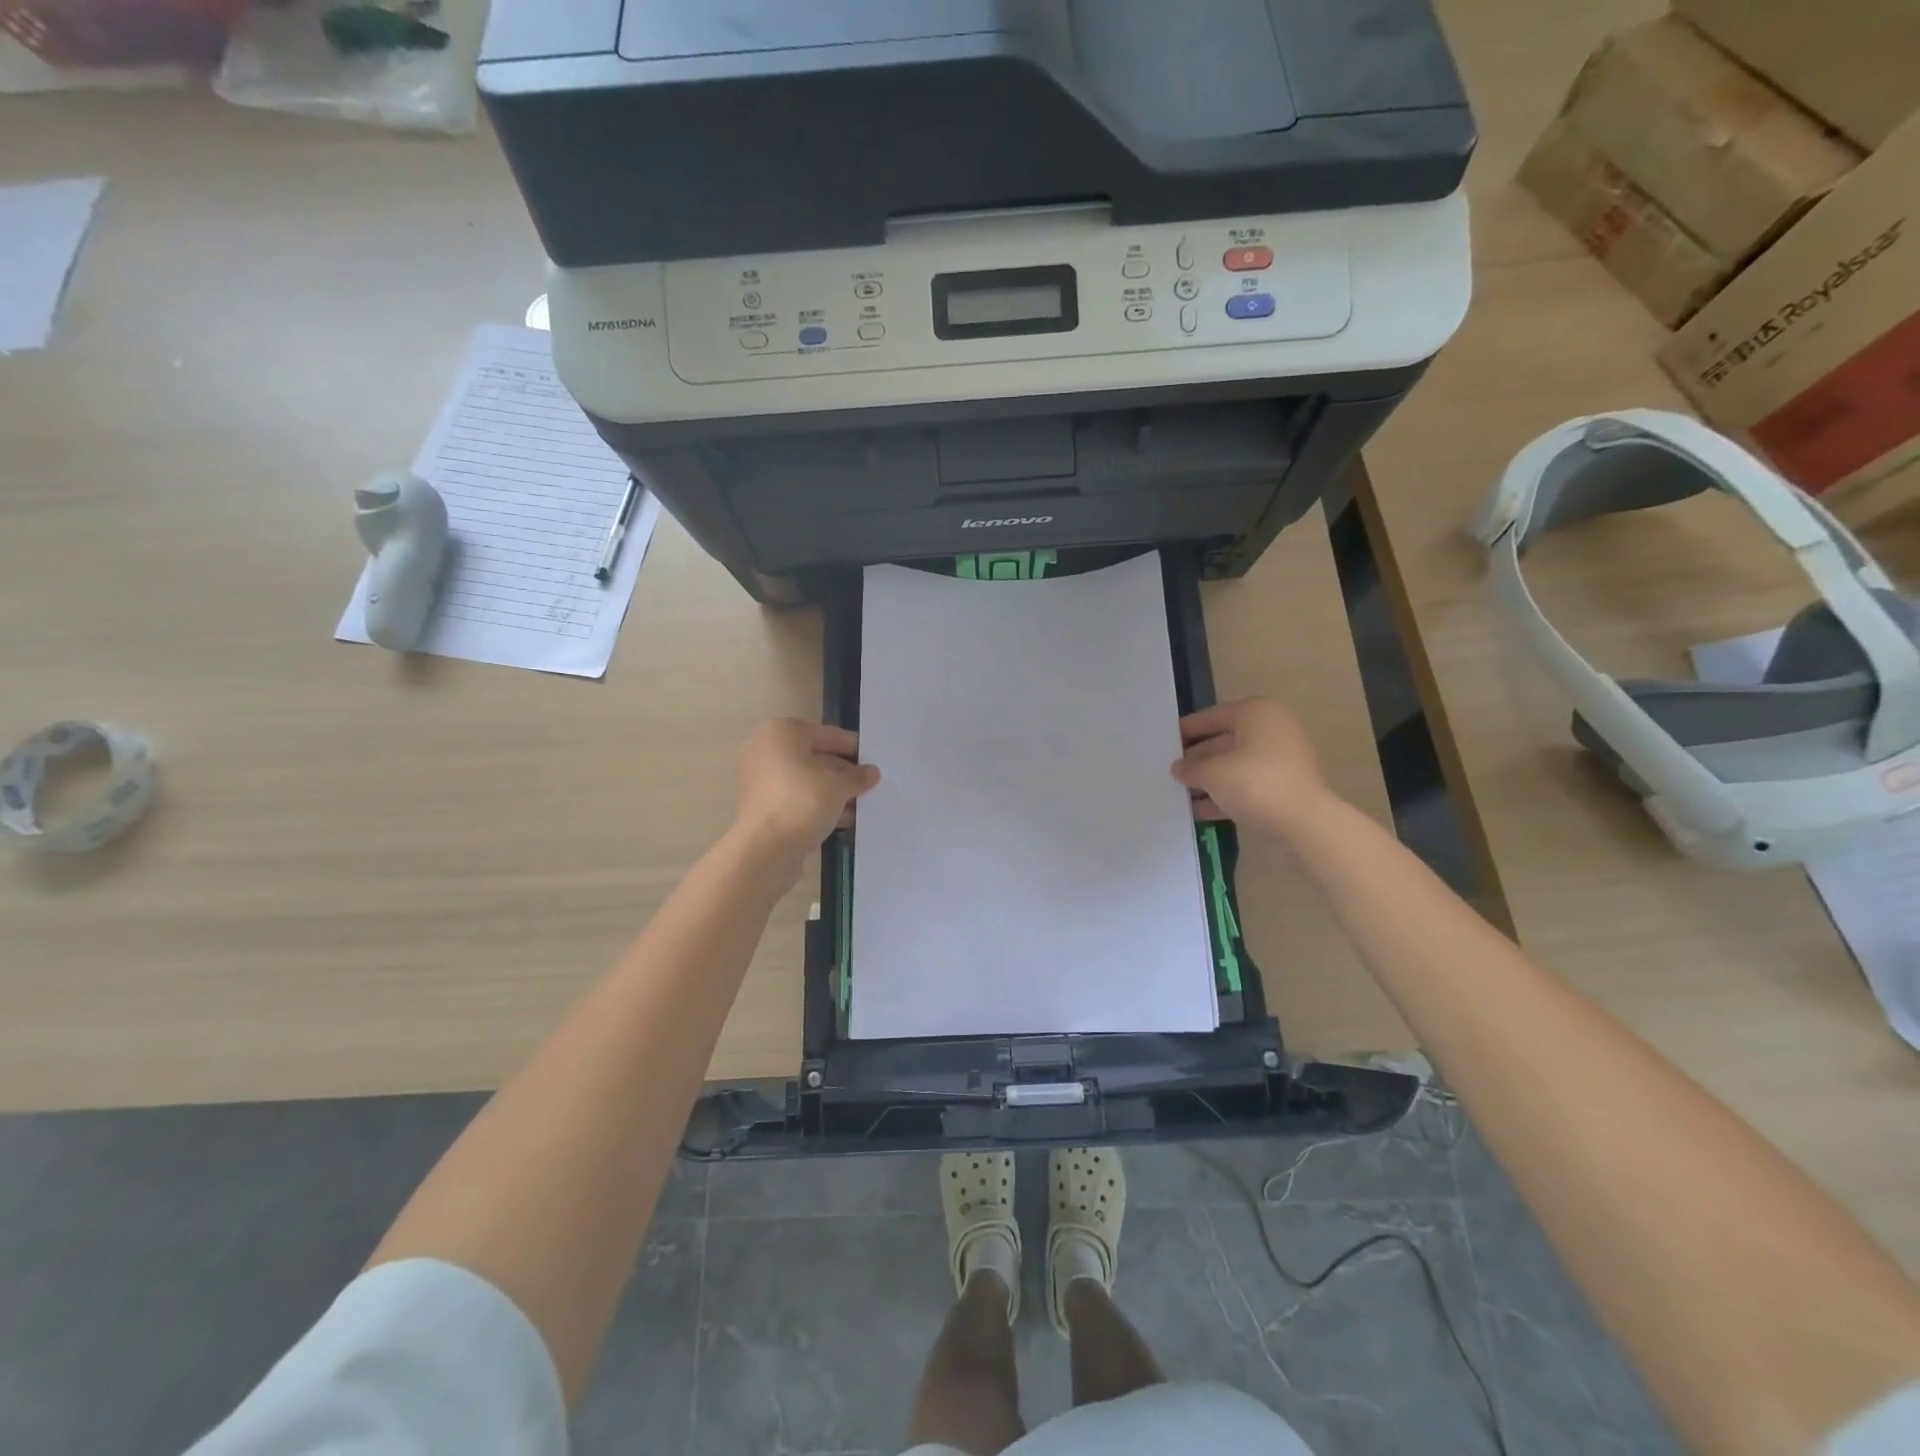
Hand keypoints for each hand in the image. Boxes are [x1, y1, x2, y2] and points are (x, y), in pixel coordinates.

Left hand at [731, 719, 879, 872]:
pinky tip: (844, 819)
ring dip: (833, 792)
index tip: (874, 760)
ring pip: (807, 780)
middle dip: (843, 772)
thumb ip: (857, 776)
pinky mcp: (762, 806)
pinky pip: (797, 798)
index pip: (828, 734)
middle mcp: (766, 750)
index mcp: (782, 732)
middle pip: (815, 756)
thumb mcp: (839, 786)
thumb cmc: (803, 802)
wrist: (765, 850)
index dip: (853, 748)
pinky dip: (818, 805)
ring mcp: (760, 779)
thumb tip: (872, 772)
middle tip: (870, 784)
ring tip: (861, 804)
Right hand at [1171, 698, 1333, 836]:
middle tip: (1170, 770)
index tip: (1164, 741)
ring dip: (1209, 779)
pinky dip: (1226, 794)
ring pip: (1235, 765)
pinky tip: (1200, 810)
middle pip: (1224, 741)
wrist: (1304, 822)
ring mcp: (1282, 759)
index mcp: (1256, 713)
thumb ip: (1191, 768)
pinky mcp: (1285, 786)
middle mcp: (1272, 729)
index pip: (1212, 716)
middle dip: (1197, 758)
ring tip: (1179, 793)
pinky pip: (1247, 784)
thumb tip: (1178, 768)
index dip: (1186, 730)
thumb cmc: (1255, 783)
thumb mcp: (1212, 773)